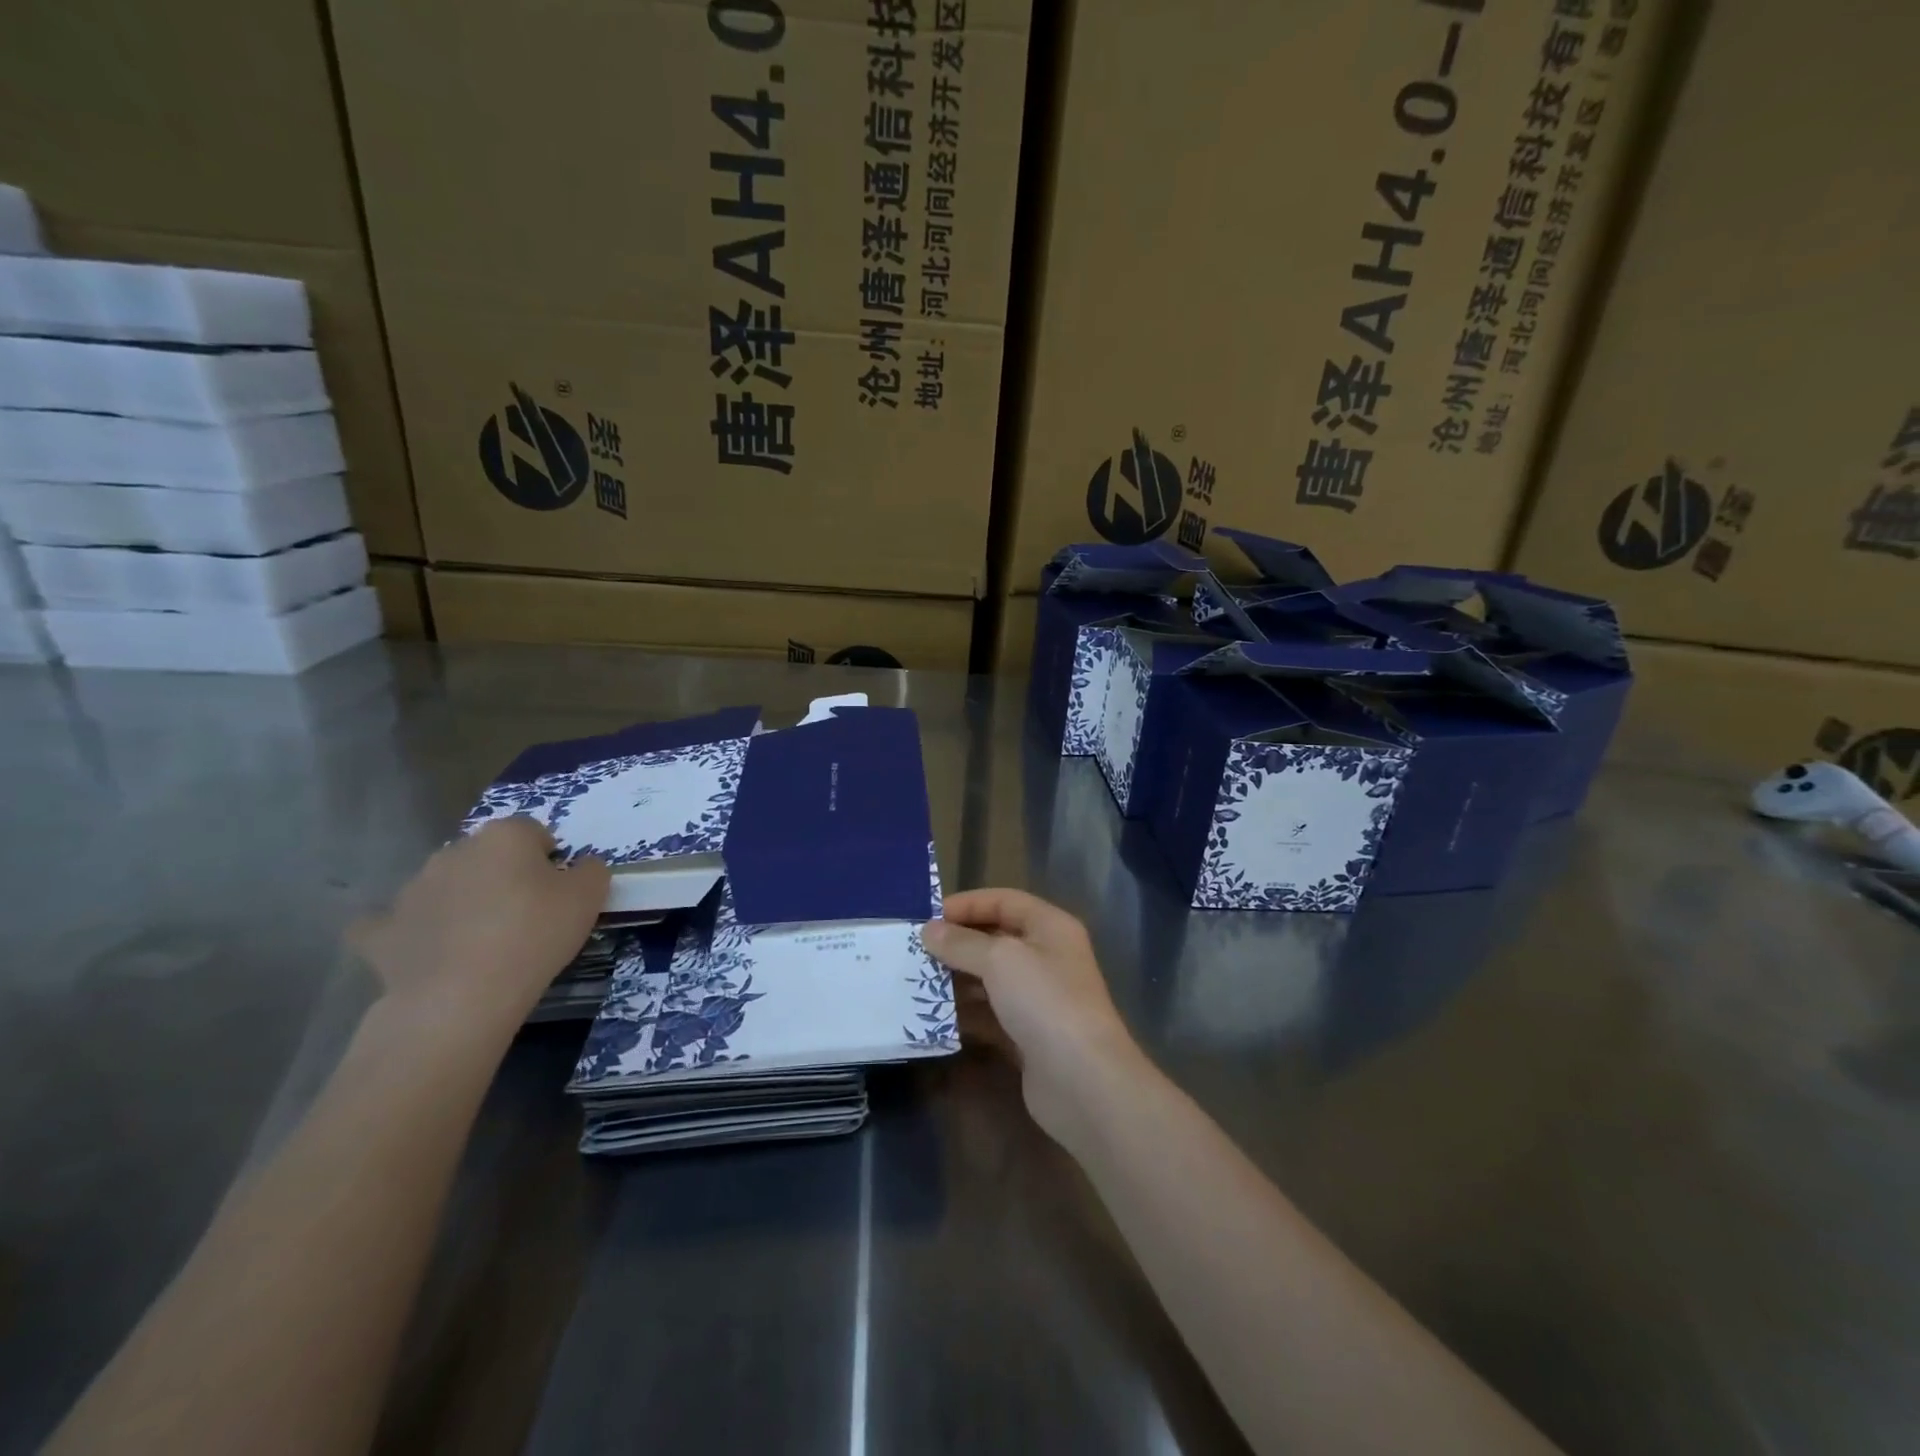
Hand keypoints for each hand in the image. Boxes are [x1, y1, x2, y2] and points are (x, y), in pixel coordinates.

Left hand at [349, 818, 609, 1043]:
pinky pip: (394, 924)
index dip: (550, 860)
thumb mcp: (590, 897)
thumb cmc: (534, 935)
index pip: (534, 833)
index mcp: (504, 836)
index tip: (558, 892)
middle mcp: (454, 851)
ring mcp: (411, 889)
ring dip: (461, 901)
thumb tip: (581, 866)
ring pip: (445, 885)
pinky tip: (427, 951)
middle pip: (487, 856)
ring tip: (483, 942)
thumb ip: (591, 870)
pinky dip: (411, 931)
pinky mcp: (380, 931)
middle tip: (525, 915)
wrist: (460, 997)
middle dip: (502, 876)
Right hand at [923, 889, 1144, 1149]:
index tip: (927, 918)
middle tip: (915, 951)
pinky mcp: (1028, 1034)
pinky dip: (965, 1012)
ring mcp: (1039, 998)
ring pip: (991, 978)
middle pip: (996, 938)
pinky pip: (991, 1013)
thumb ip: (962, 942)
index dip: (967, 905)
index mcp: (1050, 927)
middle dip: (957, 942)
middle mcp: (1047, 957)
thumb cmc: (1045, 1002)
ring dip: (957, 978)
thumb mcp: (1000, 960)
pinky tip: (935, 1015)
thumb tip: (929, 931)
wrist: (1083, 1082)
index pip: (1004, 901)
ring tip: (917, 981)